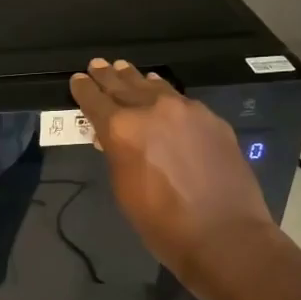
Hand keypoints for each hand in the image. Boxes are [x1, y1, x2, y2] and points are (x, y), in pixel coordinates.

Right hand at [70, 58, 276, 288]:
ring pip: (154, 87)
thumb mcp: (124, 189)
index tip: (77, 80)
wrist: (223, 234)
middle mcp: (152, 109)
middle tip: (97, 65)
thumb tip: (114, 138)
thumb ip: (117, 155)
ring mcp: (186, 110)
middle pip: (123, 85)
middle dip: (107, 76)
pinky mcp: (211, 119)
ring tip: (124, 70)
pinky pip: (180, 99)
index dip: (83, 90)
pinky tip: (161, 92)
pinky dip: (164, 93)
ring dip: (135, 79)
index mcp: (122, 129)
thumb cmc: (161, 222)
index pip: (95, 100)